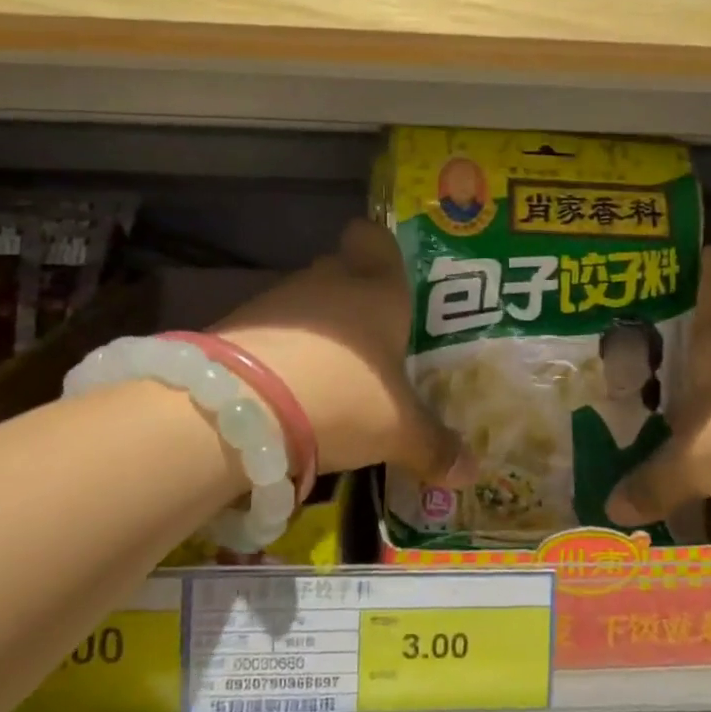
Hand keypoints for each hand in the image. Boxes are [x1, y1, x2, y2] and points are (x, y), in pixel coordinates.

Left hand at [215, 220, 474, 485]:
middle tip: (374, 347)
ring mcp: (277, 301)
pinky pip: (272, 335)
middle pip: (342, 274)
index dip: (381, 250)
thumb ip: (435, 447)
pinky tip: (290, 396)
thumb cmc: (345, 395)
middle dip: (355, 305)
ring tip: (332, 382)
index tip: (389, 277)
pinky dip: (282, 358)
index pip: (376, 238)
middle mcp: (328, 281)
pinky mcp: (238, 327)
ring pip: (305, 307)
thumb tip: (472, 473)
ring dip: (317, 336)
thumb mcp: (399, 430)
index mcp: (377, 288)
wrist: (242, 406)